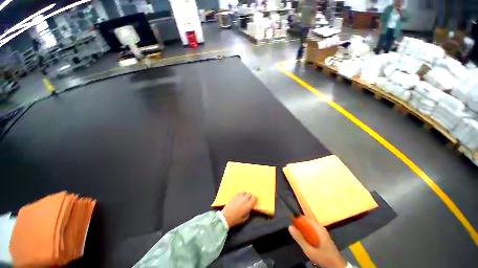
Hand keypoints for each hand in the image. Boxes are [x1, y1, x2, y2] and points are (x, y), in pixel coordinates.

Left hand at [221, 193, 256, 227]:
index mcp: (248, 205)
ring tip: (243, 198)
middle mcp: (245, 199)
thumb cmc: (236, 219)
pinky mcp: (234, 196)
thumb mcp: (244, 218)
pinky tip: (239, 198)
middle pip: (249, 194)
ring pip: (244, 192)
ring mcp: (239, 196)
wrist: (226, 216)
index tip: (253, 201)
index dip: (254, 199)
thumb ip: (248, 212)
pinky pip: (239, 193)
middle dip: (250, 196)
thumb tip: (249, 209)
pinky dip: (240, 195)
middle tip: (248, 200)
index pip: (254, 197)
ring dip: (245, 195)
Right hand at [288, 217, 346, 267]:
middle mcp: (320, 227)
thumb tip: (290, 227)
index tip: (291, 224)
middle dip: (300, 226)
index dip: (297, 219)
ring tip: (299, 237)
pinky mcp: (323, 236)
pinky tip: (306, 240)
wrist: (337, 265)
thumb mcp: (309, 250)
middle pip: (307, 222)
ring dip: (303, 230)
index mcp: (318, 228)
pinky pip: (312, 230)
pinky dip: (307, 233)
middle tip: (295, 233)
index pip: (305, 218)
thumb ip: (300, 239)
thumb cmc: (323, 257)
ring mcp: (322, 231)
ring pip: (309, 226)